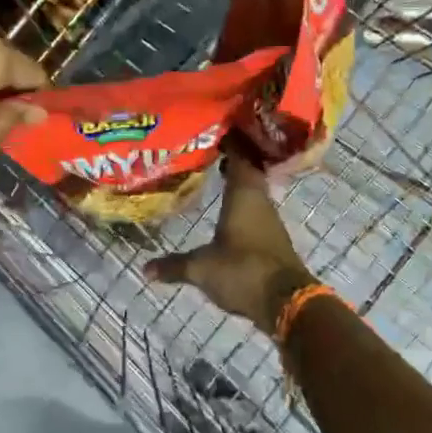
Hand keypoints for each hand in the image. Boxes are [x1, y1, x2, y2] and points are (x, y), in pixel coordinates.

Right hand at [145, 153, 316, 334]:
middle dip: (231, 161)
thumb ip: (174, 265)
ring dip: (238, 185)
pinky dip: (243, 207)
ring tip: (216, 178)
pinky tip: (229, 213)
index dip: (228, 143)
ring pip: (253, 192)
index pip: (238, 157)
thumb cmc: (242, 271)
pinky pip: (256, 212)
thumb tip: (145, 269)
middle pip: (248, 172)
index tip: (213, 131)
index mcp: (243, 195)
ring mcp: (270, 220)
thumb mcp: (201, 268)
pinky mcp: (273, 239)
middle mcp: (260, 201)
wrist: (286, 301)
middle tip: (209, 153)